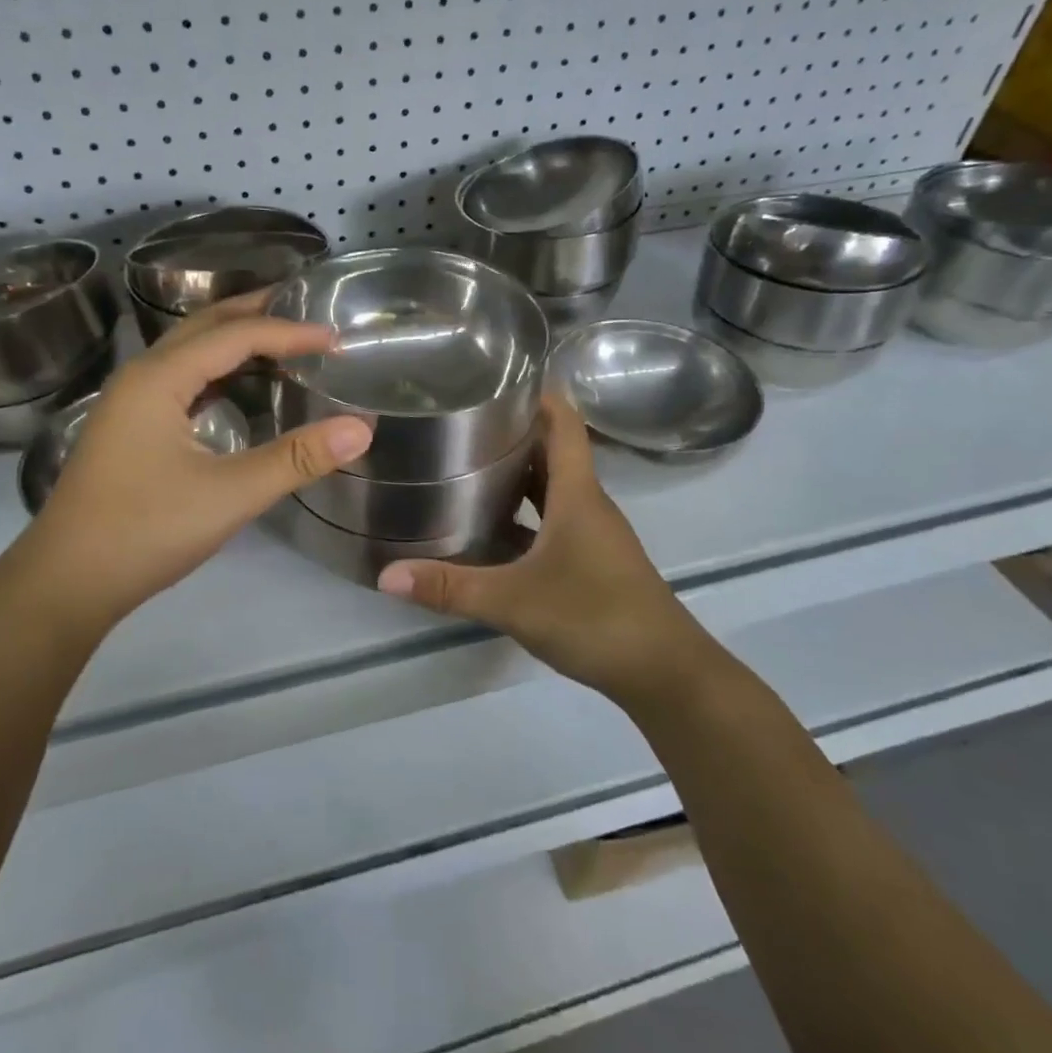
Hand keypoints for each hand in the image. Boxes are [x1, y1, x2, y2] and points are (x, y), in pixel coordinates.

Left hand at [0, 295, 372, 641]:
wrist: (66, 581)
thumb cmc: (145, 531)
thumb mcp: (229, 494)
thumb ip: (297, 459)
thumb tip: (361, 429)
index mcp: (159, 378)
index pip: (234, 336)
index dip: (288, 332)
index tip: (335, 339)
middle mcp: (140, 377)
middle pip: (204, 327)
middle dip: (255, 314)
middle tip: (306, 311)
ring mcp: (129, 403)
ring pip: (188, 352)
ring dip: (234, 340)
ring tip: (281, 341)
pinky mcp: (129, 428)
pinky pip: (180, 380)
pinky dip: (216, 371)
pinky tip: (239, 390)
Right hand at [376, 392, 709, 706]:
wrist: (665, 673)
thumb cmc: (595, 617)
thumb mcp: (514, 601)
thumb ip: (450, 587)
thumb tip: (386, 575)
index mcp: (577, 493)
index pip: (564, 423)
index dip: (538, 394)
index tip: (497, 379)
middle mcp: (588, 504)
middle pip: (553, 451)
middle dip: (513, 432)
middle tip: (461, 423)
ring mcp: (593, 533)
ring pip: (553, 488)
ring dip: (518, 474)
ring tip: (467, 466)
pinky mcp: (592, 560)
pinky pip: (554, 520)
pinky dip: (525, 514)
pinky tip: (490, 529)